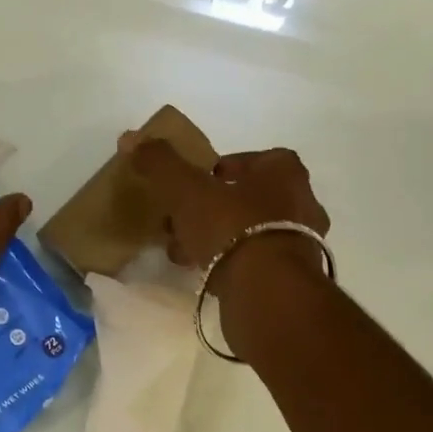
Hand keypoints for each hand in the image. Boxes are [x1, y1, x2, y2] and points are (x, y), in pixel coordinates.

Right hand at [126, 137, 329, 318]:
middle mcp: (302, 203)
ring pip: (252, 232)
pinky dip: (230, 263)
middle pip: (252, 198)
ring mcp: (302, 244)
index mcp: (284, 173)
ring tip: (183, 251)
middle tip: (184, 218)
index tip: (199, 181)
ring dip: (219, 238)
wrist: (269, 293)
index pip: (257, 159)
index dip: (227, 167)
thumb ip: (161, 163)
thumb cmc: (232, 227)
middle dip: (215, 207)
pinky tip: (202, 273)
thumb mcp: (187, 190)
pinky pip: (256, 262)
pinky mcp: (293, 279)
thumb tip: (130, 138)